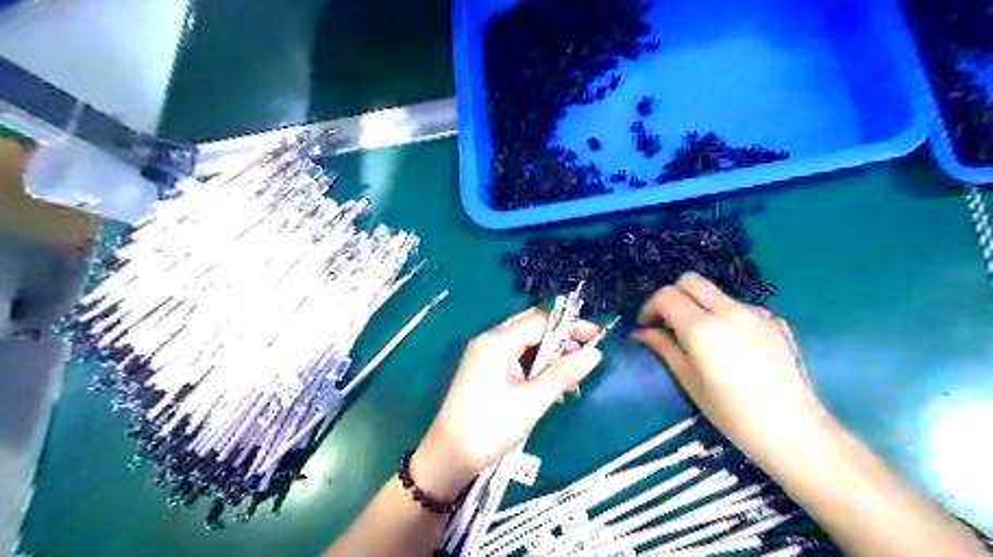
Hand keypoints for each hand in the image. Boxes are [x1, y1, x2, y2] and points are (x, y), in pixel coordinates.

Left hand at [408, 309, 600, 495]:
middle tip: (584, 351)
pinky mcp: (483, 368)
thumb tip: (595, 353)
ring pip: (523, 340)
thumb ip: (563, 374)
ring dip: (548, 350)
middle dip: (559, 335)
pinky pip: (514, 354)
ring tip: (570, 371)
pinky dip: (533, 361)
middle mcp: (489, 340)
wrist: (448, 456)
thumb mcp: (532, 401)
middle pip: (530, 325)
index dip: (569, 326)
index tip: (596, 336)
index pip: (540, 321)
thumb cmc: (490, 428)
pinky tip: (548, 379)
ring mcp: (483, 353)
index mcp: (497, 342)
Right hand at [635, 272, 831, 463]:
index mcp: (703, 327)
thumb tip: (641, 332)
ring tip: (700, 337)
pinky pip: (740, 308)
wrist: (794, 432)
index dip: (650, 307)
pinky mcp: (775, 321)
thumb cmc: (731, 413)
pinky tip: (731, 345)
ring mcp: (756, 313)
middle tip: (667, 323)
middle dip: (673, 296)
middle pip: (690, 281)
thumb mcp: (689, 381)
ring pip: (716, 293)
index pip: (667, 295)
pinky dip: (725, 316)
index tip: (647, 327)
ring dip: (699, 305)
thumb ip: (663, 348)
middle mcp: (729, 310)